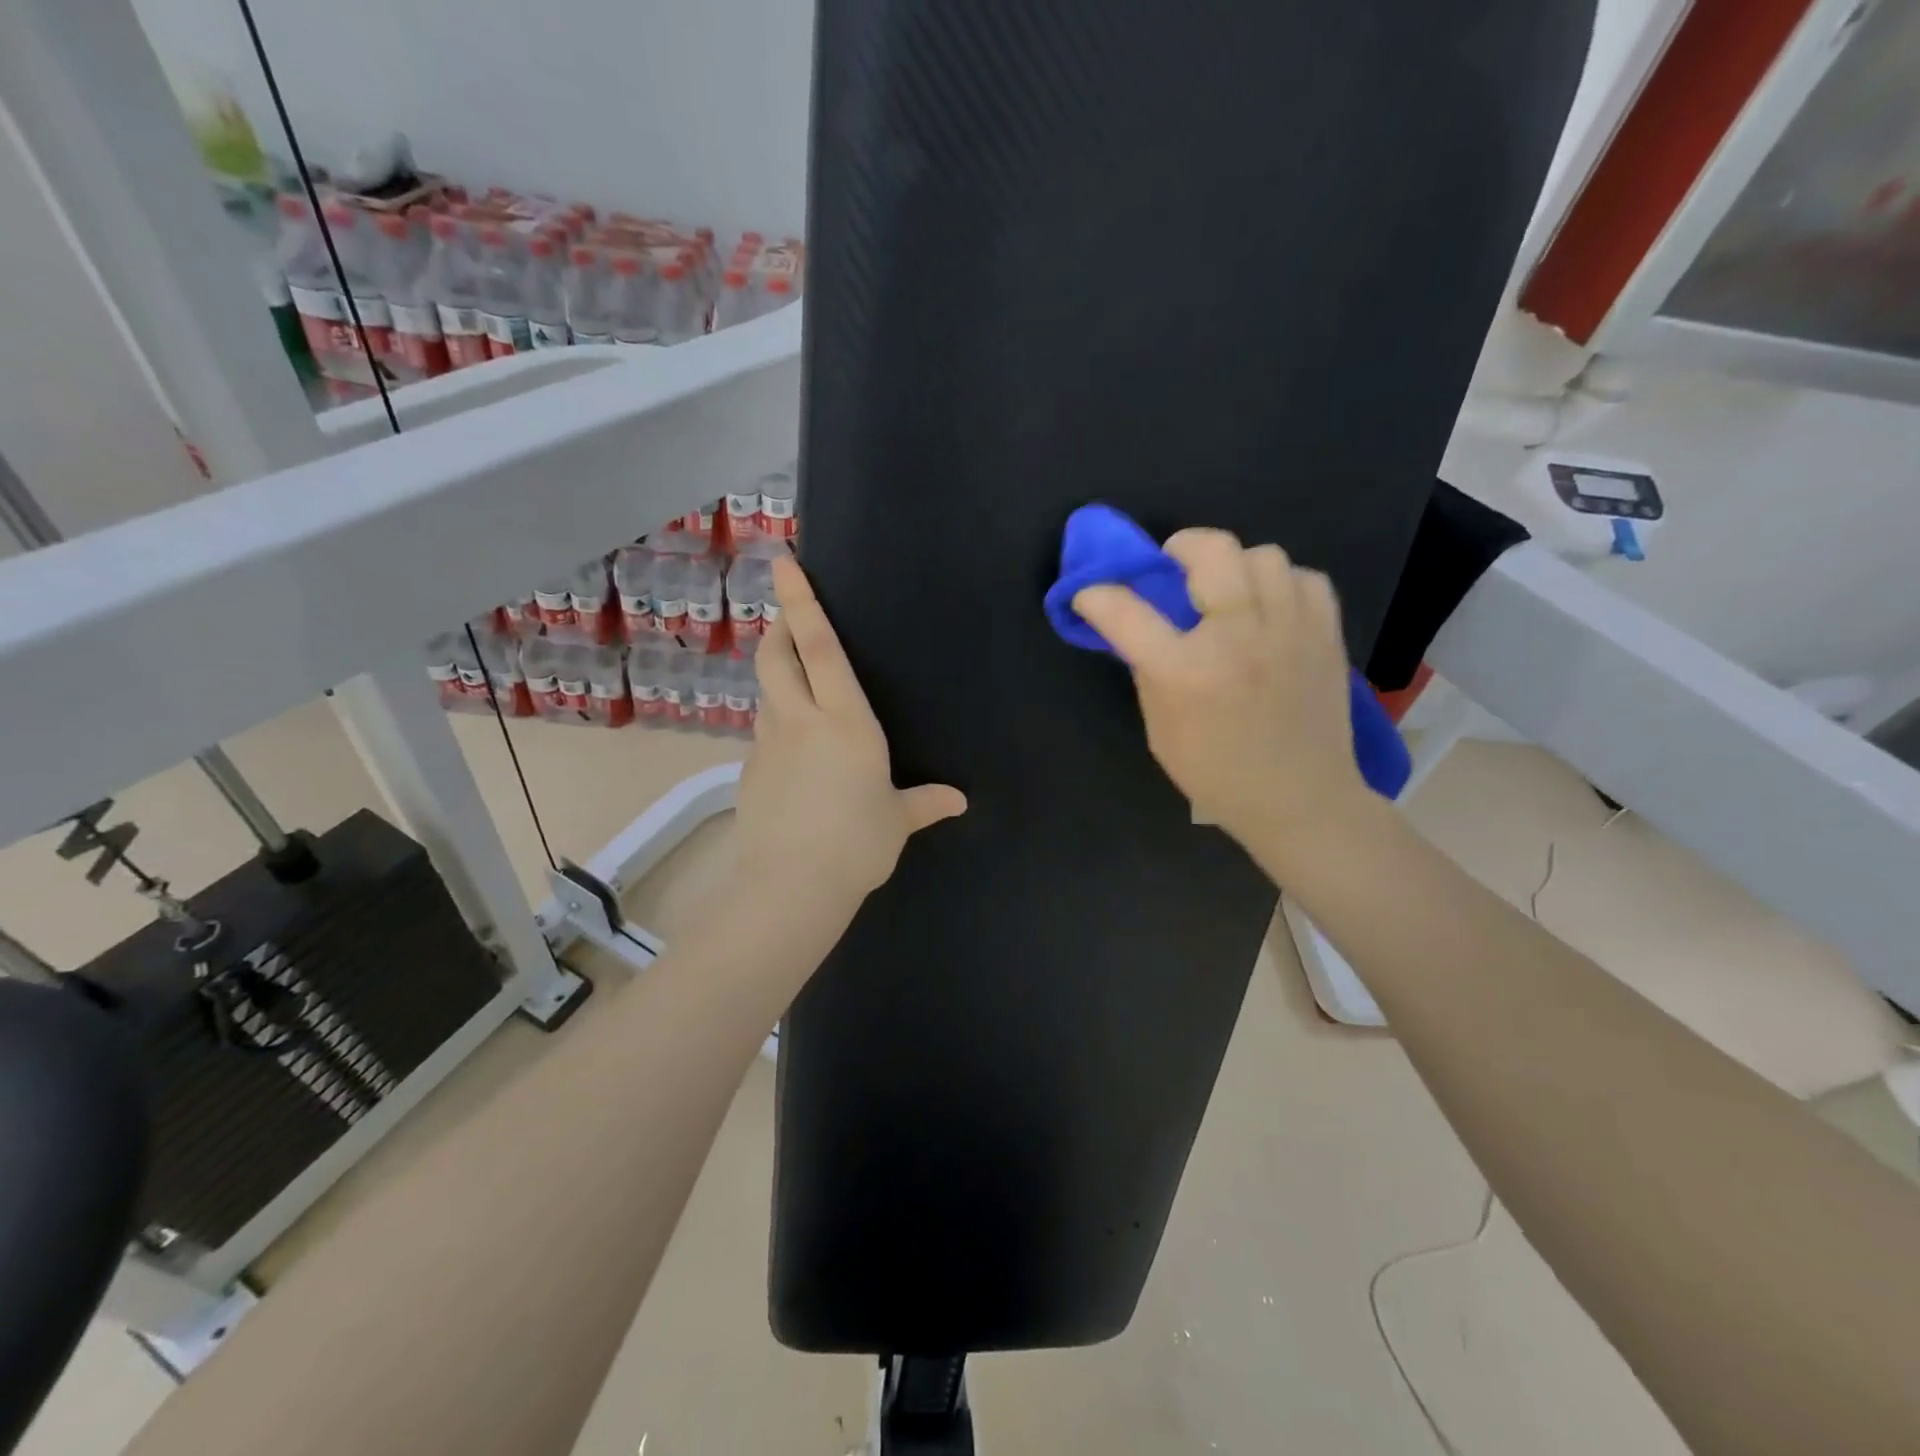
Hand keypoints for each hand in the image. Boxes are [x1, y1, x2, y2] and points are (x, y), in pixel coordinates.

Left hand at [734, 556, 966, 926]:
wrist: (790, 885)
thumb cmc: (856, 842)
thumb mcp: (896, 820)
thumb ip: (925, 802)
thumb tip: (958, 801)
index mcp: (845, 720)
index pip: (819, 648)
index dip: (802, 603)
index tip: (783, 564)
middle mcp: (801, 720)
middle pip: (776, 657)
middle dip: (778, 626)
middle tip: (784, 614)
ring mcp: (769, 743)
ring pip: (768, 693)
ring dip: (777, 676)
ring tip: (795, 683)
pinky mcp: (750, 770)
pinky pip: (764, 732)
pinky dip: (777, 724)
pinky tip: (793, 751)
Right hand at [1074, 528, 1367, 854]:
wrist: (1298, 799)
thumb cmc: (1216, 773)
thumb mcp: (1160, 731)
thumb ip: (1149, 672)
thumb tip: (1138, 630)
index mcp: (1186, 672)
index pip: (1126, 611)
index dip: (1097, 595)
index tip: (1091, 595)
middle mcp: (1237, 638)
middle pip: (1210, 551)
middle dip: (1179, 547)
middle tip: (1173, 569)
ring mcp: (1289, 631)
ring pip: (1263, 555)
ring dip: (1235, 567)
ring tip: (1229, 593)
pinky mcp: (1325, 634)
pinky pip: (1305, 578)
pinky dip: (1282, 584)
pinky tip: (1270, 609)